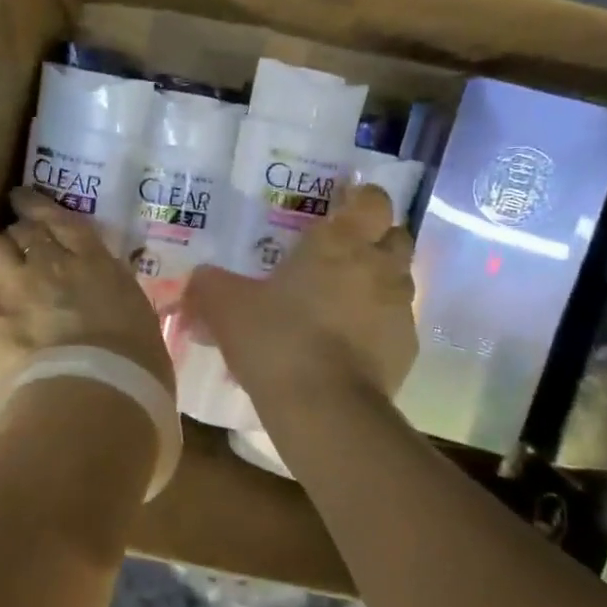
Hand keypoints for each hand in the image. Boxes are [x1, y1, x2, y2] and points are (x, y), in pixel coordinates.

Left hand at [0, 188, 173, 402]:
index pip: (64, 222)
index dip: (41, 210)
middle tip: (18, 260)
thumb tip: (120, 332)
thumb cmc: (137, 380)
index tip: (28, 206)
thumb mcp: (145, 336)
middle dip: (17, 242)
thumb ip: (124, 319)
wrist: (93, 403)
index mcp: (97, 266)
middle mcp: (51, 264)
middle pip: (22, 231)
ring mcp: (11, 287)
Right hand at [184, 184, 415, 400]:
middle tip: (341, 255)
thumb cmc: (275, 338)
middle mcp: (379, 267)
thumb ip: (210, 284)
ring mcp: (399, 310)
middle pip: (395, 236)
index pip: (372, 200)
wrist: (323, 407)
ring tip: (341, 303)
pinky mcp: (406, 351)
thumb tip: (200, 278)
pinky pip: (394, 326)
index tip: (342, 209)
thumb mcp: (225, 306)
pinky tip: (347, 346)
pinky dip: (376, 327)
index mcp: (340, 243)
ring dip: (377, 284)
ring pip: (399, 281)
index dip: (361, 200)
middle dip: (375, 240)